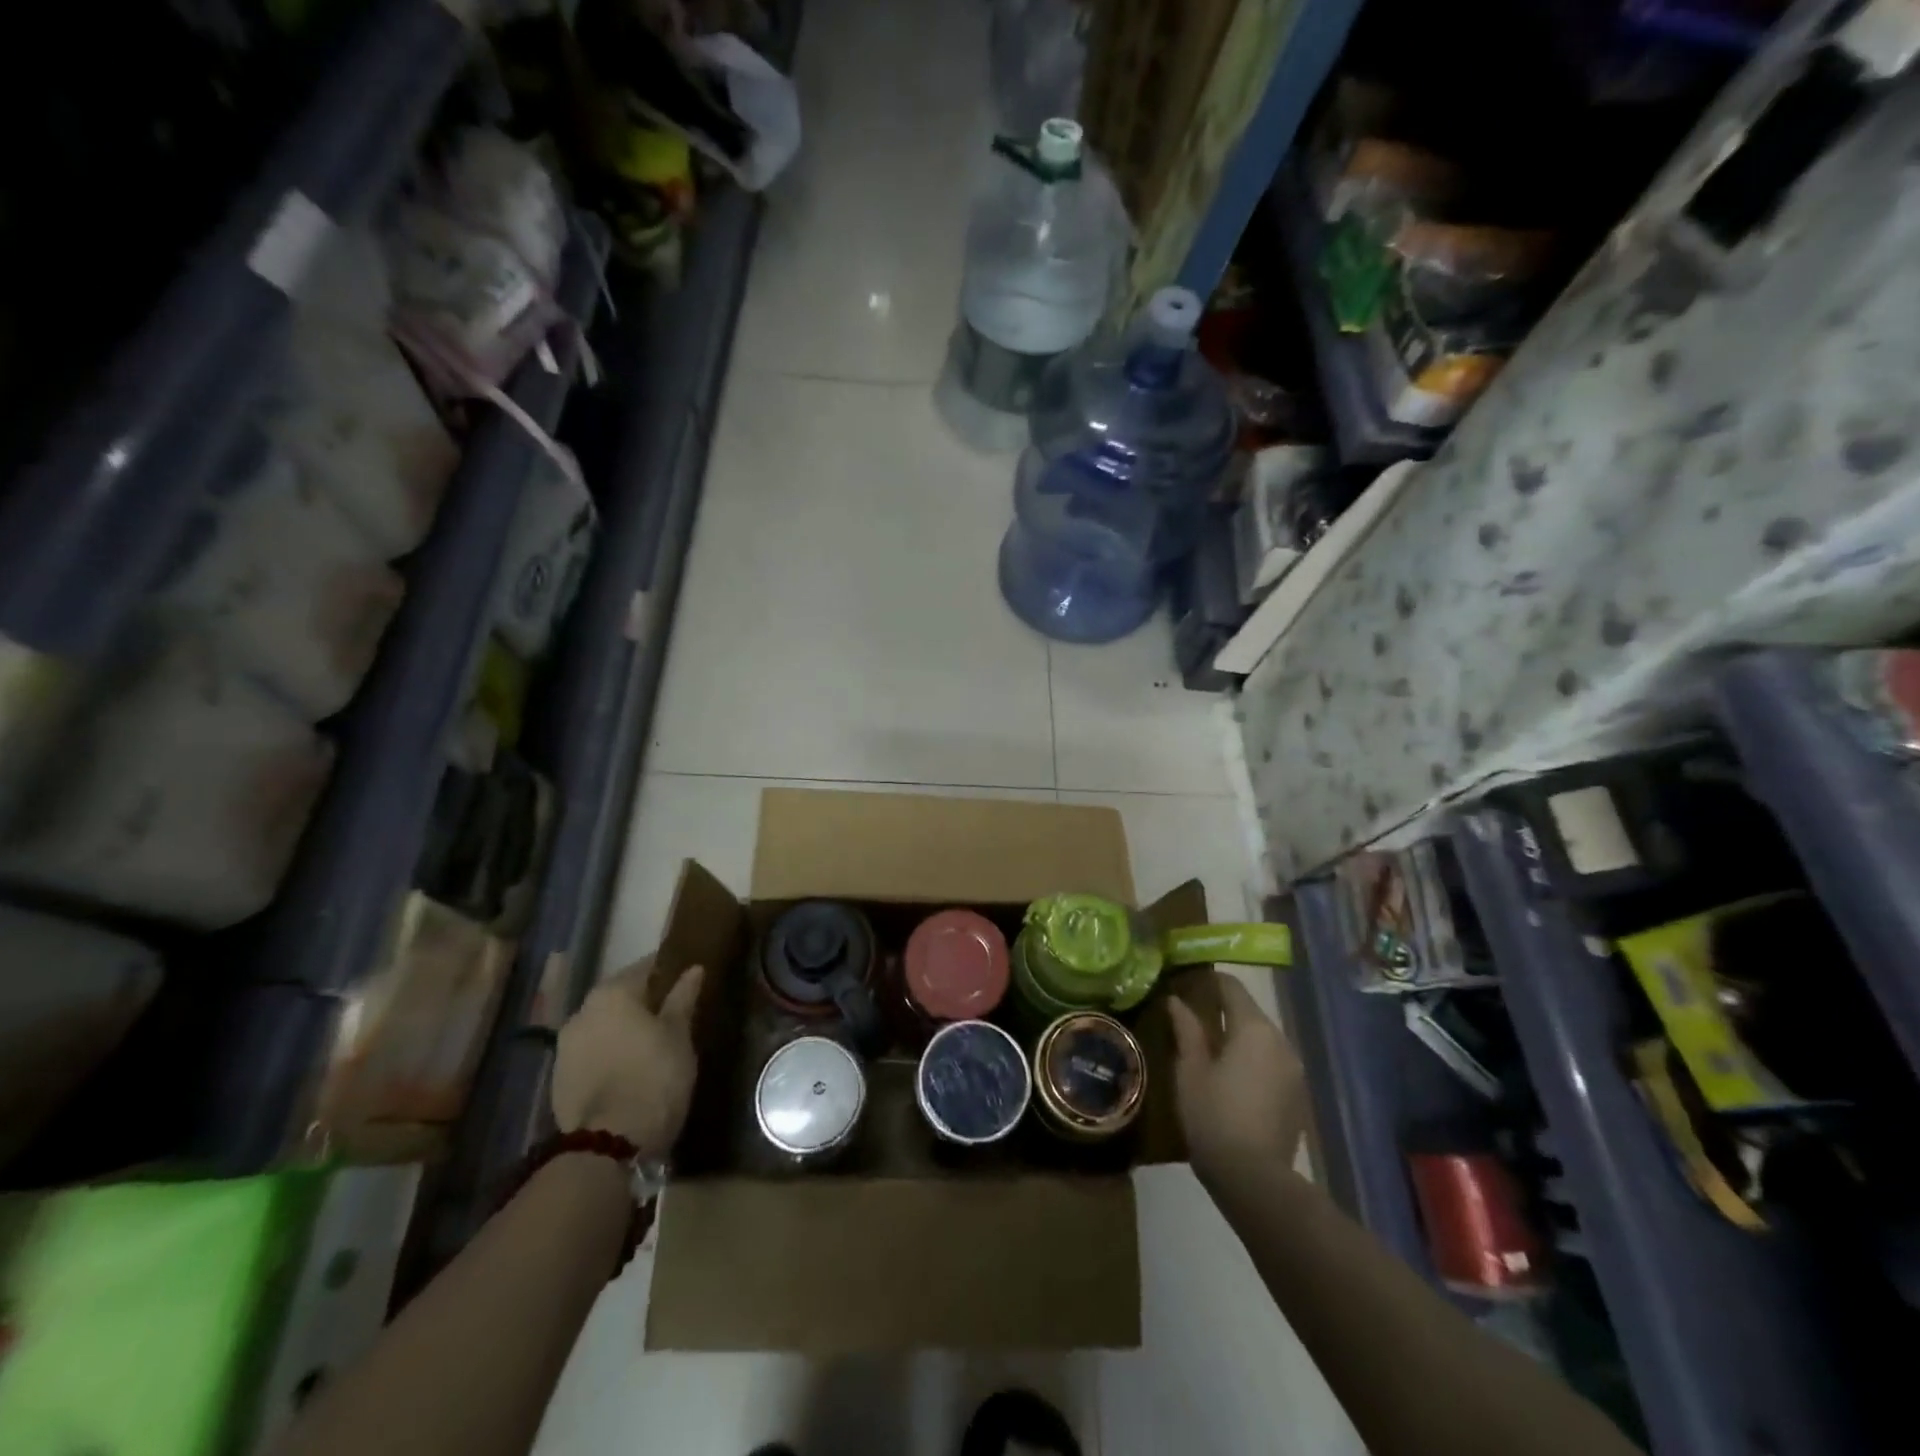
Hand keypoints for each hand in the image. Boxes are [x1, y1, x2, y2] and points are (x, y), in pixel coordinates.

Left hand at [551, 962, 703, 1160]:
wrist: (608, 1144)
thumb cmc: (654, 1077)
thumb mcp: (678, 1035)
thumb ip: (683, 998)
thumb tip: (693, 969)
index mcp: (612, 993)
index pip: (646, 967)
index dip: (669, 971)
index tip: (687, 978)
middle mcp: (582, 1011)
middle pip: (620, 996)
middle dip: (644, 1001)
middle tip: (672, 1013)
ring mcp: (565, 1047)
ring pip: (603, 1025)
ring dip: (623, 1029)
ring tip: (651, 1043)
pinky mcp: (558, 1080)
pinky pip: (591, 1053)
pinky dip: (609, 1053)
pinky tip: (628, 1068)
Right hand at [1167, 974, 1308, 1186]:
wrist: (1255, 1179)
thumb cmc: (1213, 1116)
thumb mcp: (1190, 1070)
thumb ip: (1186, 1030)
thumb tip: (1177, 1001)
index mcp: (1254, 1028)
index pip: (1232, 987)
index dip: (1209, 981)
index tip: (1187, 984)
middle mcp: (1281, 1041)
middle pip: (1250, 1012)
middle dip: (1223, 1011)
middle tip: (1192, 1018)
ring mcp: (1294, 1070)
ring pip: (1262, 1039)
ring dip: (1239, 1038)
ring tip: (1209, 1049)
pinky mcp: (1298, 1095)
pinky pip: (1272, 1063)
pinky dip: (1252, 1061)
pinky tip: (1232, 1079)